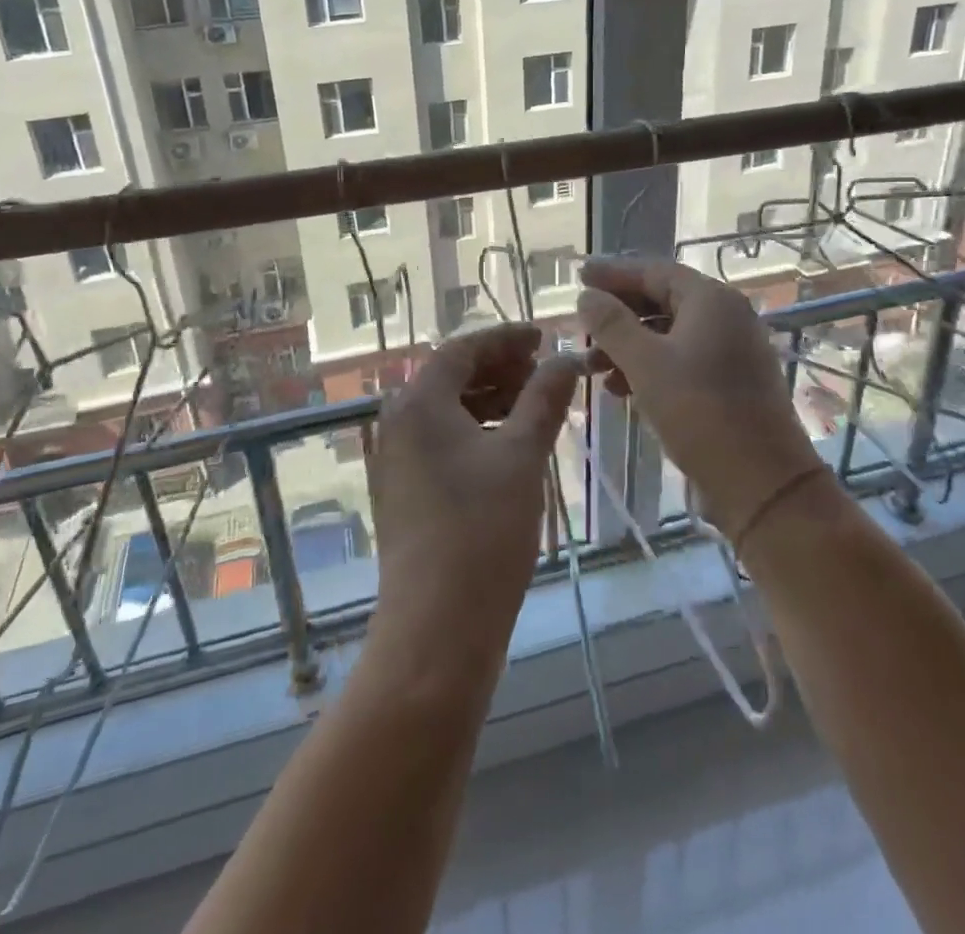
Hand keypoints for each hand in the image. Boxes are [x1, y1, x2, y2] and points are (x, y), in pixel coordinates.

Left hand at [368, 324, 580, 665]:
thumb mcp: (522, 456)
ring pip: (447, 411)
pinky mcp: (404, 490)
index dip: (505, 339)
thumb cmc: (482, 530)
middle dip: (500, 369)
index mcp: (418, 403)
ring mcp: (396, 459)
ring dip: (491, 400)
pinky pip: (441, 441)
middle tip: (545, 372)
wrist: (437, 627)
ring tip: (536, 406)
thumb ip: (544, 398)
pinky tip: (511, 445)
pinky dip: (477, 432)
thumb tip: (567, 358)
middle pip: (451, 376)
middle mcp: (397, 422)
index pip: (462, 349)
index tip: (544, 337)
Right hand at [577, 257, 832, 534]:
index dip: (613, 273)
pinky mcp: (732, 380)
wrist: (762, 483)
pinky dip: (649, 366)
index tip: (579, 276)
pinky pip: (682, 357)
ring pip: (669, 332)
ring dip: (629, 344)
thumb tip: (587, 296)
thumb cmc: (699, 412)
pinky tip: (620, 389)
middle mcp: (727, 315)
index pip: (653, 271)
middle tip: (582, 323)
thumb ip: (611, 324)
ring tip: (592, 367)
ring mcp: (733, 348)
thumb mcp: (645, 364)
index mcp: (711, 300)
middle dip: (618, 314)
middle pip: (662, 299)